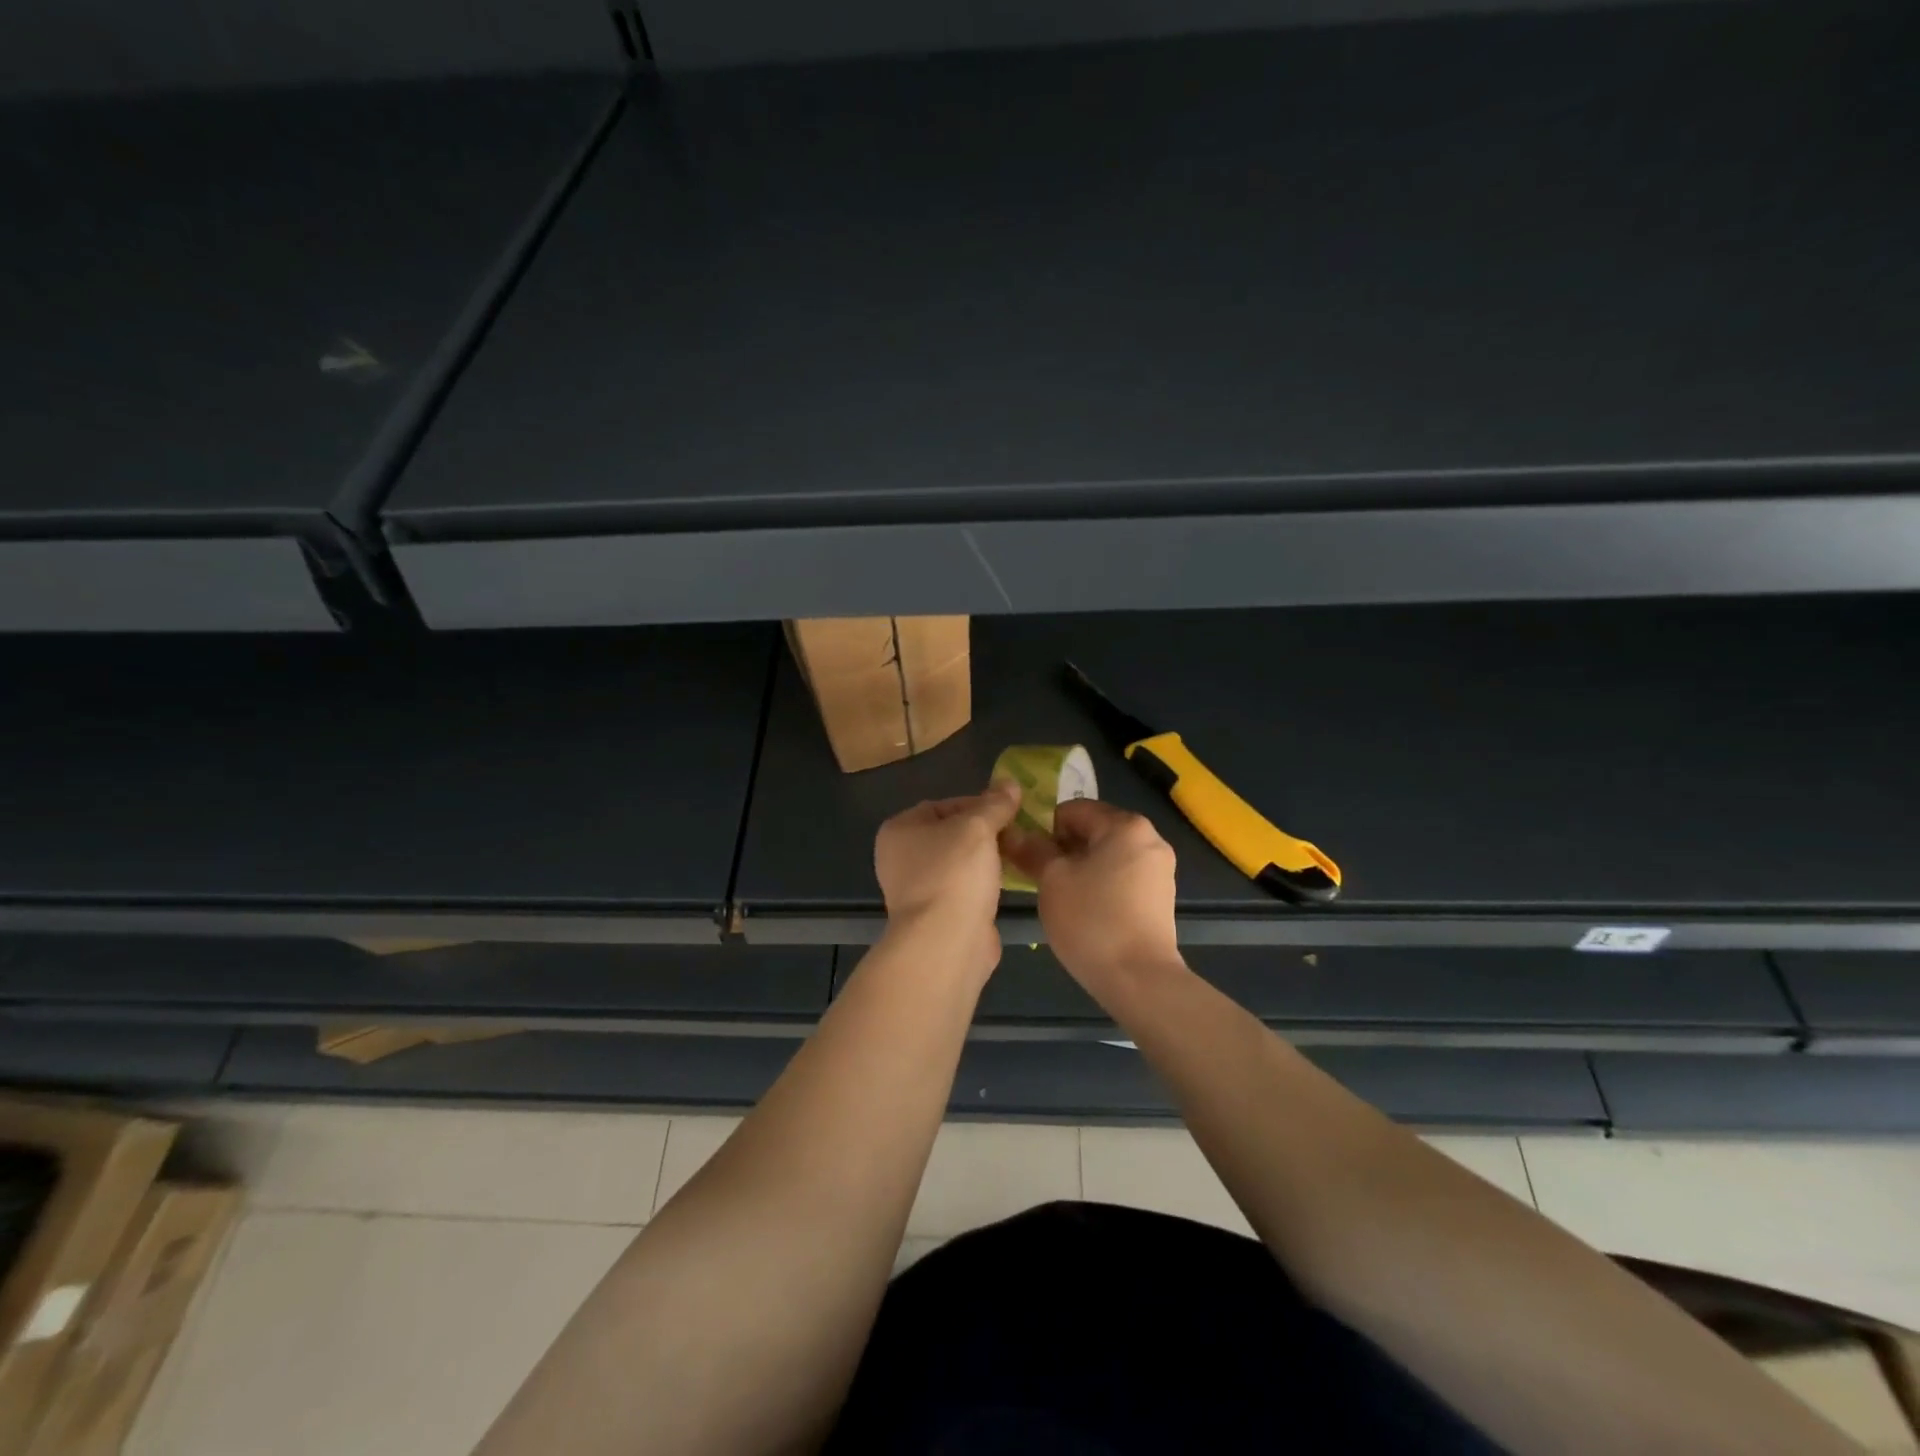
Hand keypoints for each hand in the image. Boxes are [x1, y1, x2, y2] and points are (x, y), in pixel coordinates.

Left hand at [873, 783, 1022, 974]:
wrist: (946, 942)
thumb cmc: (954, 873)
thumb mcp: (978, 828)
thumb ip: (995, 804)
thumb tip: (1010, 783)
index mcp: (899, 830)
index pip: (942, 805)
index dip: (977, 804)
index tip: (1008, 810)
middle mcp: (901, 858)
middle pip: (951, 834)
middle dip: (985, 832)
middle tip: (1017, 832)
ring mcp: (917, 890)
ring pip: (959, 863)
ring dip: (987, 859)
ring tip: (1018, 854)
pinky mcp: (937, 915)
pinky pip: (964, 889)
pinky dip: (984, 884)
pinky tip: (1009, 883)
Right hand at [999, 800, 1179, 989]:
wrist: (1139, 979)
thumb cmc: (1091, 920)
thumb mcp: (1052, 880)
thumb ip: (1032, 850)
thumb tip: (1013, 833)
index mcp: (1125, 825)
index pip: (1072, 810)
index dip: (1044, 828)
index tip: (1028, 855)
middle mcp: (1149, 838)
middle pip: (1093, 830)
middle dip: (1063, 848)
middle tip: (1039, 876)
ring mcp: (1159, 869)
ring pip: (1107, 855)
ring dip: (1080, 867)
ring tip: (1060, 895)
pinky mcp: (1160, 896)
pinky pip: (1122, 876)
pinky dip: (1100, 883)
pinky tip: (1084, 910)